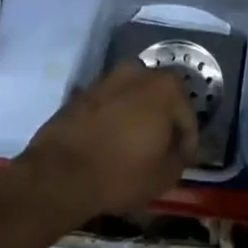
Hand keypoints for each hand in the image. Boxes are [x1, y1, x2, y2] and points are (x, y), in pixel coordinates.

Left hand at [17, 61, 198, 225]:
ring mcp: (109, 78)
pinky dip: (115, 119)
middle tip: (160, 150)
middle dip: (163, 121)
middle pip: (161, 99)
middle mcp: (140, 71)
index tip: (182, 162)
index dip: (187, 142)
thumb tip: (177, 149)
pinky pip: (110, 104)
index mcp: (166, 87)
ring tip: (133, 146)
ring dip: (137, 116)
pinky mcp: (84, 90)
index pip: (188, 116)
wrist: (59, 173)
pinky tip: (110, 142)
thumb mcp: (164, 176)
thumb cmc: (121, 172)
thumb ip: (179, 157)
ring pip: (134, 98)